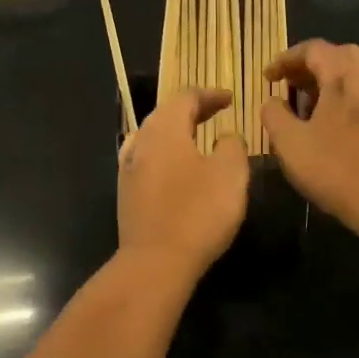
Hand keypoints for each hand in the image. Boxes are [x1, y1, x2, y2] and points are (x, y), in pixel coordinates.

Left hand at [117, 88, 249, 282]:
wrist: (155, 262)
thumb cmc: (198, 213)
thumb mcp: (230, 174)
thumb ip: (232, 146)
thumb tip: (225, 136)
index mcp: (165, 129)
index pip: (185, 97)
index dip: (209, 95)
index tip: (229, 99)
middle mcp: (141, 142)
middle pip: (165, 114)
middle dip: (191, 111)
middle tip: (216, 113)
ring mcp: (128, 169)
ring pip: (153, 138)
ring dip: (177, 133)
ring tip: (198, 139)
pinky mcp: (126, 194)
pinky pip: (148, 161)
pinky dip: (167, 155)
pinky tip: (178, 169)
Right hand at [260, 41, 358, 227]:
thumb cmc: (334, 168)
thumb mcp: (289, 142)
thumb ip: (274, 115)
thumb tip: (272, 102)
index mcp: (344, 77)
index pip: (314, 49)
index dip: (286, 59)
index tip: (268, 78)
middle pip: (340, 56)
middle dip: (310, 66)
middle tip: (289, 84)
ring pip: (354, 77)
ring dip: (326, 83)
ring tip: (303, 107)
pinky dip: (340, 99)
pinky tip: (326, 126)